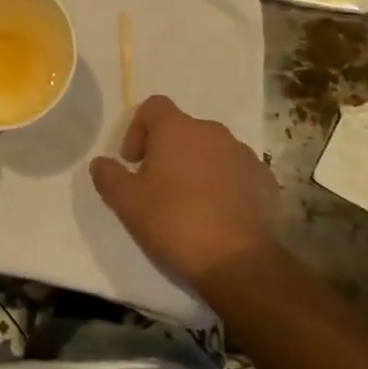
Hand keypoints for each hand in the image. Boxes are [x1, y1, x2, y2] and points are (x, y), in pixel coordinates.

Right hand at [91, 95, 281, 296]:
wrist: (238, 262)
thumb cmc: (174, 222)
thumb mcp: (126, 202)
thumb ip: (108, 176)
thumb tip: (102, 163)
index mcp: (177, 128)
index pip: (153, 106)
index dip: (138, 129)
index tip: (133, 163)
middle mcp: (212, 131)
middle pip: (183, 130)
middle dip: (168, 152)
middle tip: (157, 186)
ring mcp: (244, 155)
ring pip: (211, 151)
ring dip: (197, 167)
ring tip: (190, 204)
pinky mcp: (265, 181)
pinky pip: (237, 173)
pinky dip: (225, 185)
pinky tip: (218, 215)